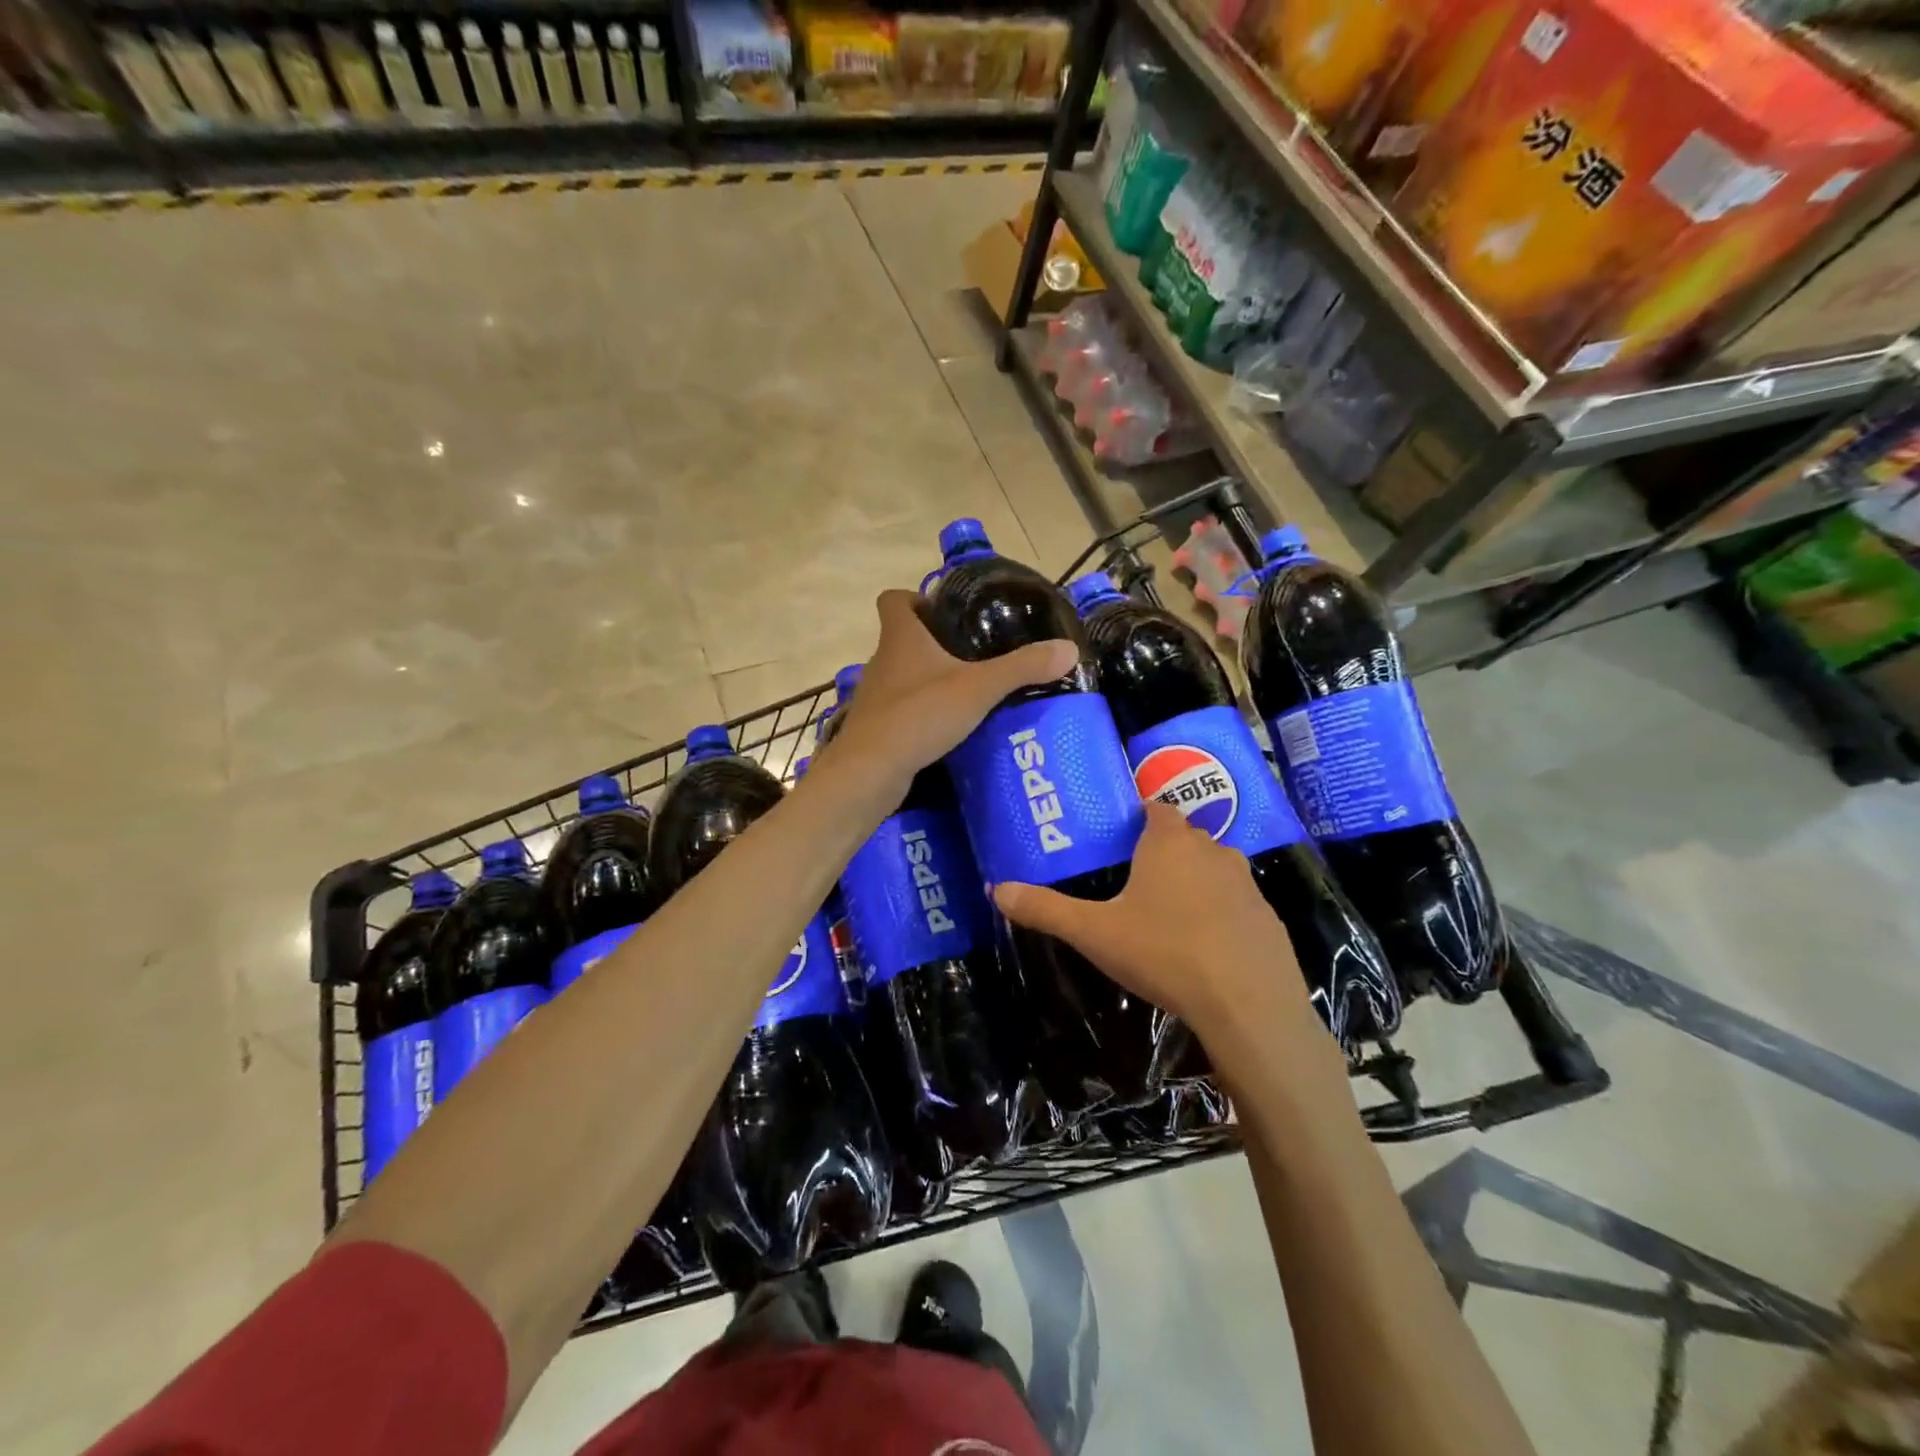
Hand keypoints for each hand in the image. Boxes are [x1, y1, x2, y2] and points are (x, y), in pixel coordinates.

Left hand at [824, 590, 1076, 800]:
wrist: (871, 771)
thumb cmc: (920, 715)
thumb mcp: (979, 688)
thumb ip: (1022, 667)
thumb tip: (1069, 647)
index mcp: (901, 638)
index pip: (893, 599)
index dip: (914, 598)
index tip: (942, 610)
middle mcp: (882, 661)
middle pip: (901, 638)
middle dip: (931, 642)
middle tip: (970, 653)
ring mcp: (875, 696)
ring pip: (901, 676)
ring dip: (926, 679)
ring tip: (965, 691)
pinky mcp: (876, 728)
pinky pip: (900, 709)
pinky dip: (920, 712)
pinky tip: (946, 726)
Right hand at [993, 802, 1327, 1064]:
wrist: (1248, 1003)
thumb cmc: (1164, 952)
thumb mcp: (1094, 932)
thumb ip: (1046, 909)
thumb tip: (996, 889)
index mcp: (1169, 843)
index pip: (1156, 809)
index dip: (1140, 816)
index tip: (1122, 836)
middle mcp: (1212, 851)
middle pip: (1185, 838)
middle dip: (1163, 852)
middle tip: (1136, 880)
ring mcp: (1247, 884)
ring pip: (1214, 870)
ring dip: (1195, 882)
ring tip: (1169, 915)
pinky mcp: (1268, 918)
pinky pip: (1237, 904)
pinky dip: (1222, 915)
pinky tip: (1206, 947)